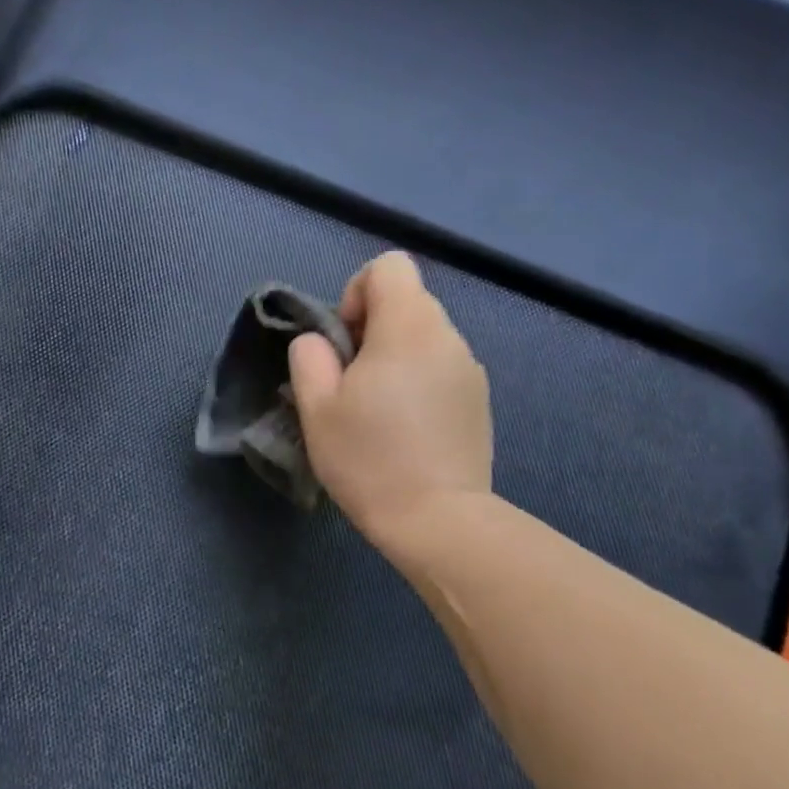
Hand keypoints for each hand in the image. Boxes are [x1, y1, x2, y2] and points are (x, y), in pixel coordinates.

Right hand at [288, 253, 491, 564]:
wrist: (438, 521)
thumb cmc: (368, 459)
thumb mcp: (316, 407)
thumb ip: (310, 357)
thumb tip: (320, 341)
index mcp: (408, 328)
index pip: (389, 266)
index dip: (357, 291)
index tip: (344, 340)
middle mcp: (448, 337)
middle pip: (407, 300)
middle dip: (372, 327)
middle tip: (351, 381)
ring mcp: (470, 369)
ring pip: (424, 336)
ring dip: (394, 355)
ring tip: (377, 408)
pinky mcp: (479, 400)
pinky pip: (440, 367)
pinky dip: (417, 379)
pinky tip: (405, 427)